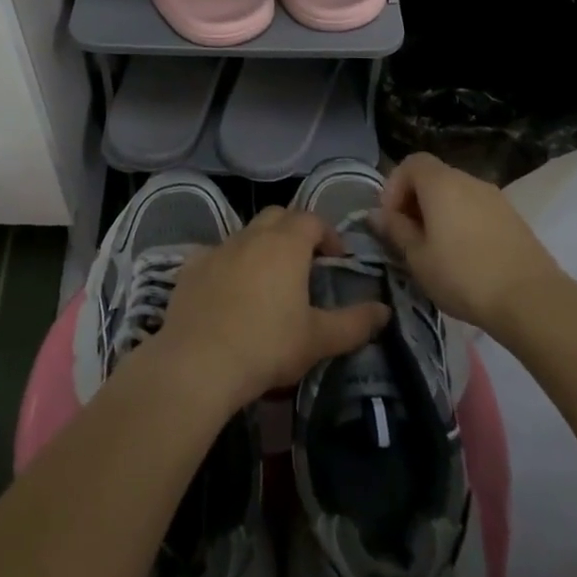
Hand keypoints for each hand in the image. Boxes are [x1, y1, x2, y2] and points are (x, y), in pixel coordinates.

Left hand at [147, 207, 389, 412]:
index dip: (328, 234)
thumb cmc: (267, 345)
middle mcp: (251, 235)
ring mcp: (218, 247)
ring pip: (246, 233)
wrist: (198, 361)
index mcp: (286, 244)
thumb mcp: (318, 339)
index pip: (312, 219)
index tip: (337, 258)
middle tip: (305, 262)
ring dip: (262, 246)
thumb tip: (384, 310)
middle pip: (278, 215)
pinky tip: (230, 290)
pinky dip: (229, 263)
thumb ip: (355, 323)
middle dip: (295, 230)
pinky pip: (216, 253)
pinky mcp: (192, 265)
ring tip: (270, 280)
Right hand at [372, 153, 567, 330]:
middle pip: (434, 177)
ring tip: (436, 250)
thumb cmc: (463, 276)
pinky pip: (477, 210)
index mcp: (441, 183)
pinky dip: (463, 222)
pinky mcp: (514, 218)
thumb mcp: (418, 258)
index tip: (391, 219)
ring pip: (457, 195)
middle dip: (416, 201)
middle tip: (409, 237)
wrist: (531, 301)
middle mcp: (468, 180)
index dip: (394, 185)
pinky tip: (465, 257)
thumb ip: (396, 230)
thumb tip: (377, 214)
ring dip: (440, 213)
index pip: (411, 163)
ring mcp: (495, 198)